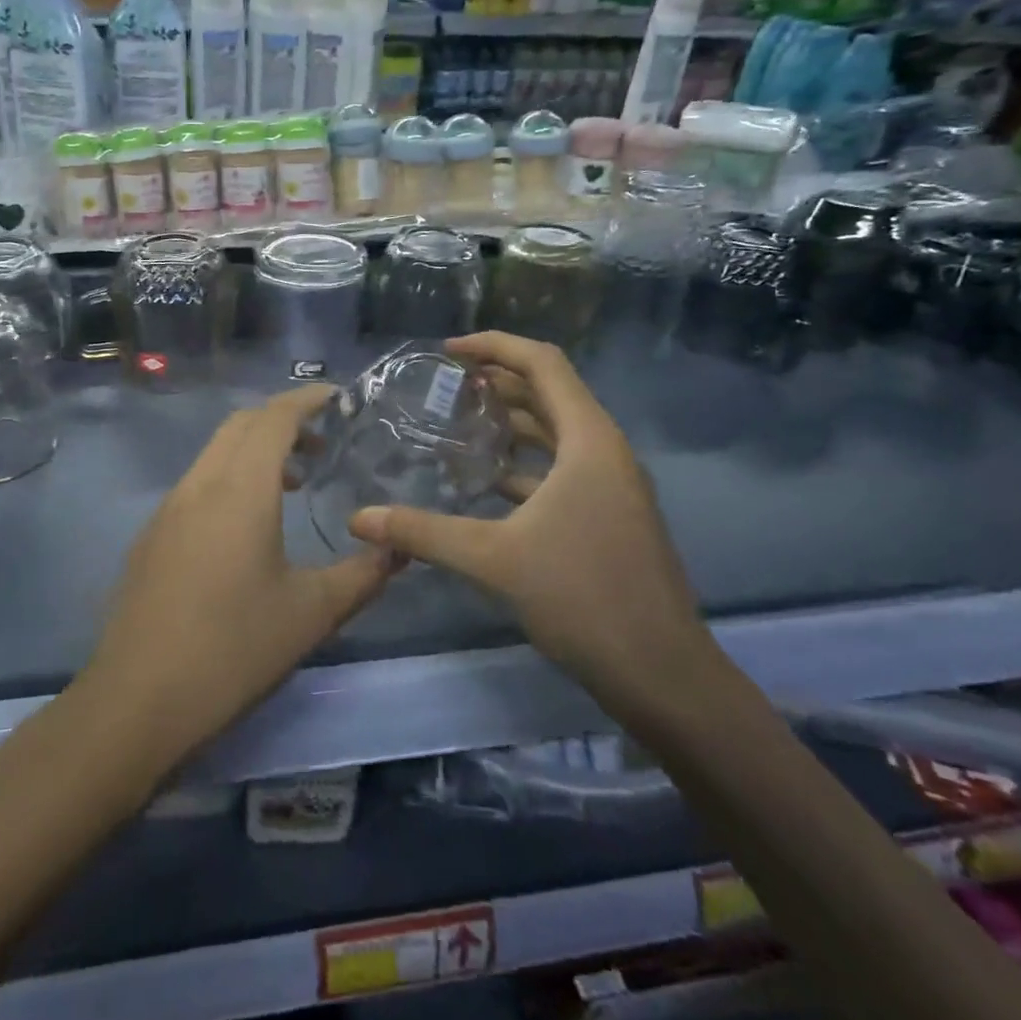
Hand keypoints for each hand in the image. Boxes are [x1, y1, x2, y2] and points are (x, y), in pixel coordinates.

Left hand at [83, 385, 397, 770]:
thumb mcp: (312, 613)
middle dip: (283, 420)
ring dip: (255, 450)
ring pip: (216, 452)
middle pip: (241, 424)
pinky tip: (248, 526)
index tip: (339, 397)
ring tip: (295, 484)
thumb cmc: (234, 649)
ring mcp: (168, 509)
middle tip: (324, 444)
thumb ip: (363, 575)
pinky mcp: (151, 536)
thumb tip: (399, 549)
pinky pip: (198, 482)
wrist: (137, 701)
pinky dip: (230, 477)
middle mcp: (200, 484)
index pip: (274, 417)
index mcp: (240, 489)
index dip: (307, 398)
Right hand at [348, 332, 715, 723]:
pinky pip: (563, 468)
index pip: (543, 363)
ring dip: (513, 422)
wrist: (661, 674)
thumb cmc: (582, 597)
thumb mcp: (493, 559)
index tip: (449, 351)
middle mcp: (606, 451)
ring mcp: (613, 485)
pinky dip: (525, 463)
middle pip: (550, 393)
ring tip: (460, 423)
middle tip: (447, 385)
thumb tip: (359, 519)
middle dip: (499, 381)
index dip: (495, 346)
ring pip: (557, 433)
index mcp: (589, 440)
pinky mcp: (610, 515)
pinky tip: (488, 482)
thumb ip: (423, 533)